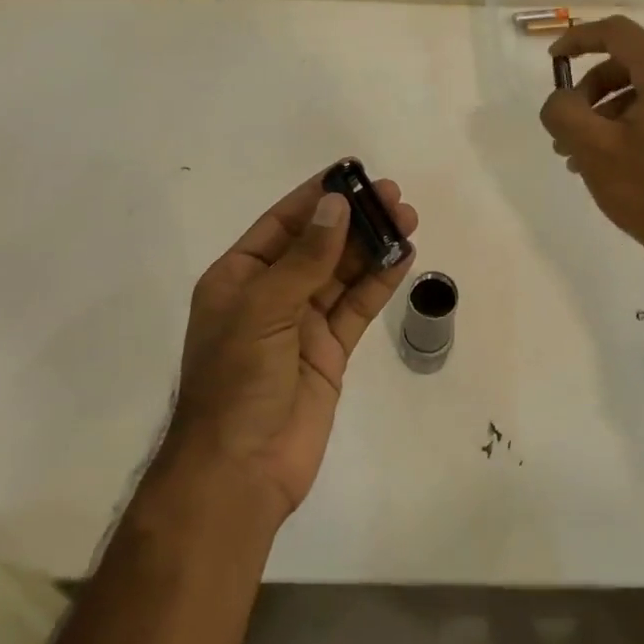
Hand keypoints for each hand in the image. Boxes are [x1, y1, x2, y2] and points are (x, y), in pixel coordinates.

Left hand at [164, 170, 417, 523]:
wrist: (241, 470)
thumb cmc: (237, 381)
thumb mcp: (264, 310)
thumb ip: (305, 259)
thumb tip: (336, 206)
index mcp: (239, 278)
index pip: (281, 224)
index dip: (316, 198)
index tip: (351, 173)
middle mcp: (270, 295)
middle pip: (318, 245)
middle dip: (353, 219)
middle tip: (392, 195)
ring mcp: (302, 325)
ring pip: (342, 274)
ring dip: (372, 246)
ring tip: (406, 217)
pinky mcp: (329, 352)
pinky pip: (356, 308)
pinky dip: (379, 283)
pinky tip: (403, 257)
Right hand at [538, 16, 643, 250]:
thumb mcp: (592, 148)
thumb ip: (563, 111)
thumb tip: (561, 100)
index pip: (617, 33)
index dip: (578, 40)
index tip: (553, 61)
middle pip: (631, 64)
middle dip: (591, 91)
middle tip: (566, 127)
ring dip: (609, 112)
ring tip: (582, 153)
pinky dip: (635, 122)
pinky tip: (613, 159)